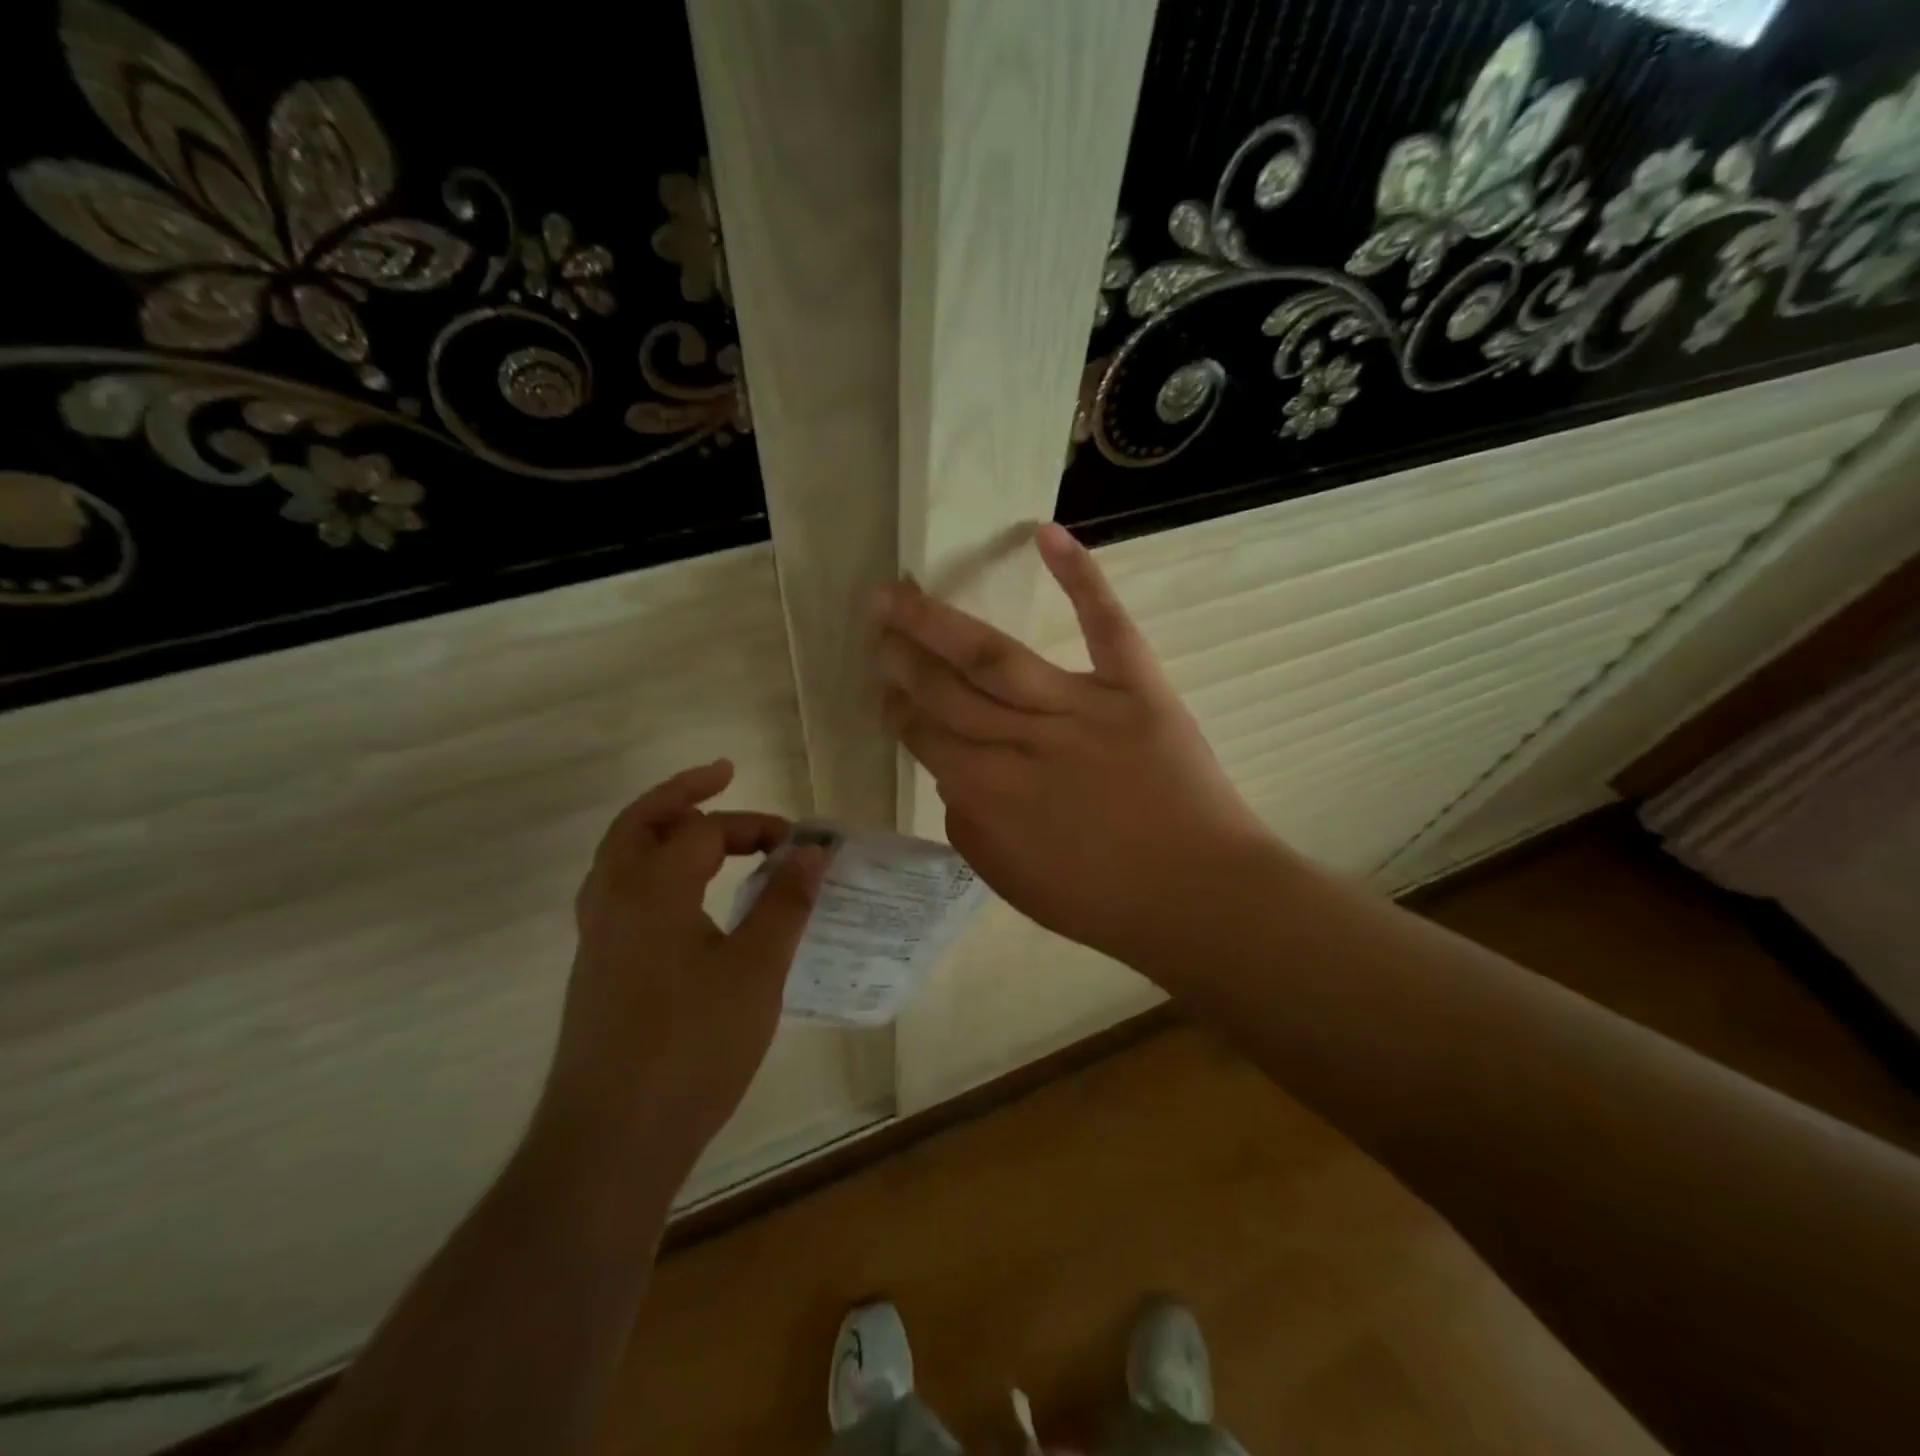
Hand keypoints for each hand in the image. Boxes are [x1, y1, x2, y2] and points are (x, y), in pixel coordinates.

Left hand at [537, 761, 826, 1170]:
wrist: (611, 1142)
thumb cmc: (692, 1048)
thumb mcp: (756, 971)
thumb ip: (785, 903)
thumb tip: (815, 850)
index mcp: (651, 892)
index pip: (703, 831)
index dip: (755, 826)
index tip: (799, 843)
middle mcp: (613, 903)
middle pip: (638, 823)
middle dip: (681, 793)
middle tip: (722, 775)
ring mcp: (597, 940)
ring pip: (619, 859)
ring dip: (658, 830)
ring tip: (700, 827)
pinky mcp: (597, 973)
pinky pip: (619, 895)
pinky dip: (651, 871)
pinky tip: (683, 899)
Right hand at [878, 524, 1277, 973]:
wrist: (1199, 895)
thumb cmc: (1103, 901)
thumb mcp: (1011, 881)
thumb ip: (969, 827)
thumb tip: (954, 778)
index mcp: (988, 794)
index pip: (926, 736)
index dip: (898, 707)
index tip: (883, 685)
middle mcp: (1022, 742)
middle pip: (946, 690)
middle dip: (904, 656)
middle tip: (877, 621)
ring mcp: (1080, 708)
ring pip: (995, 657)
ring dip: (941, 621)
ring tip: (903, 590)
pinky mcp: (1137, 689)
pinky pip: (1105, 625)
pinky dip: (1081, 576)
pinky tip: (1045, 535)